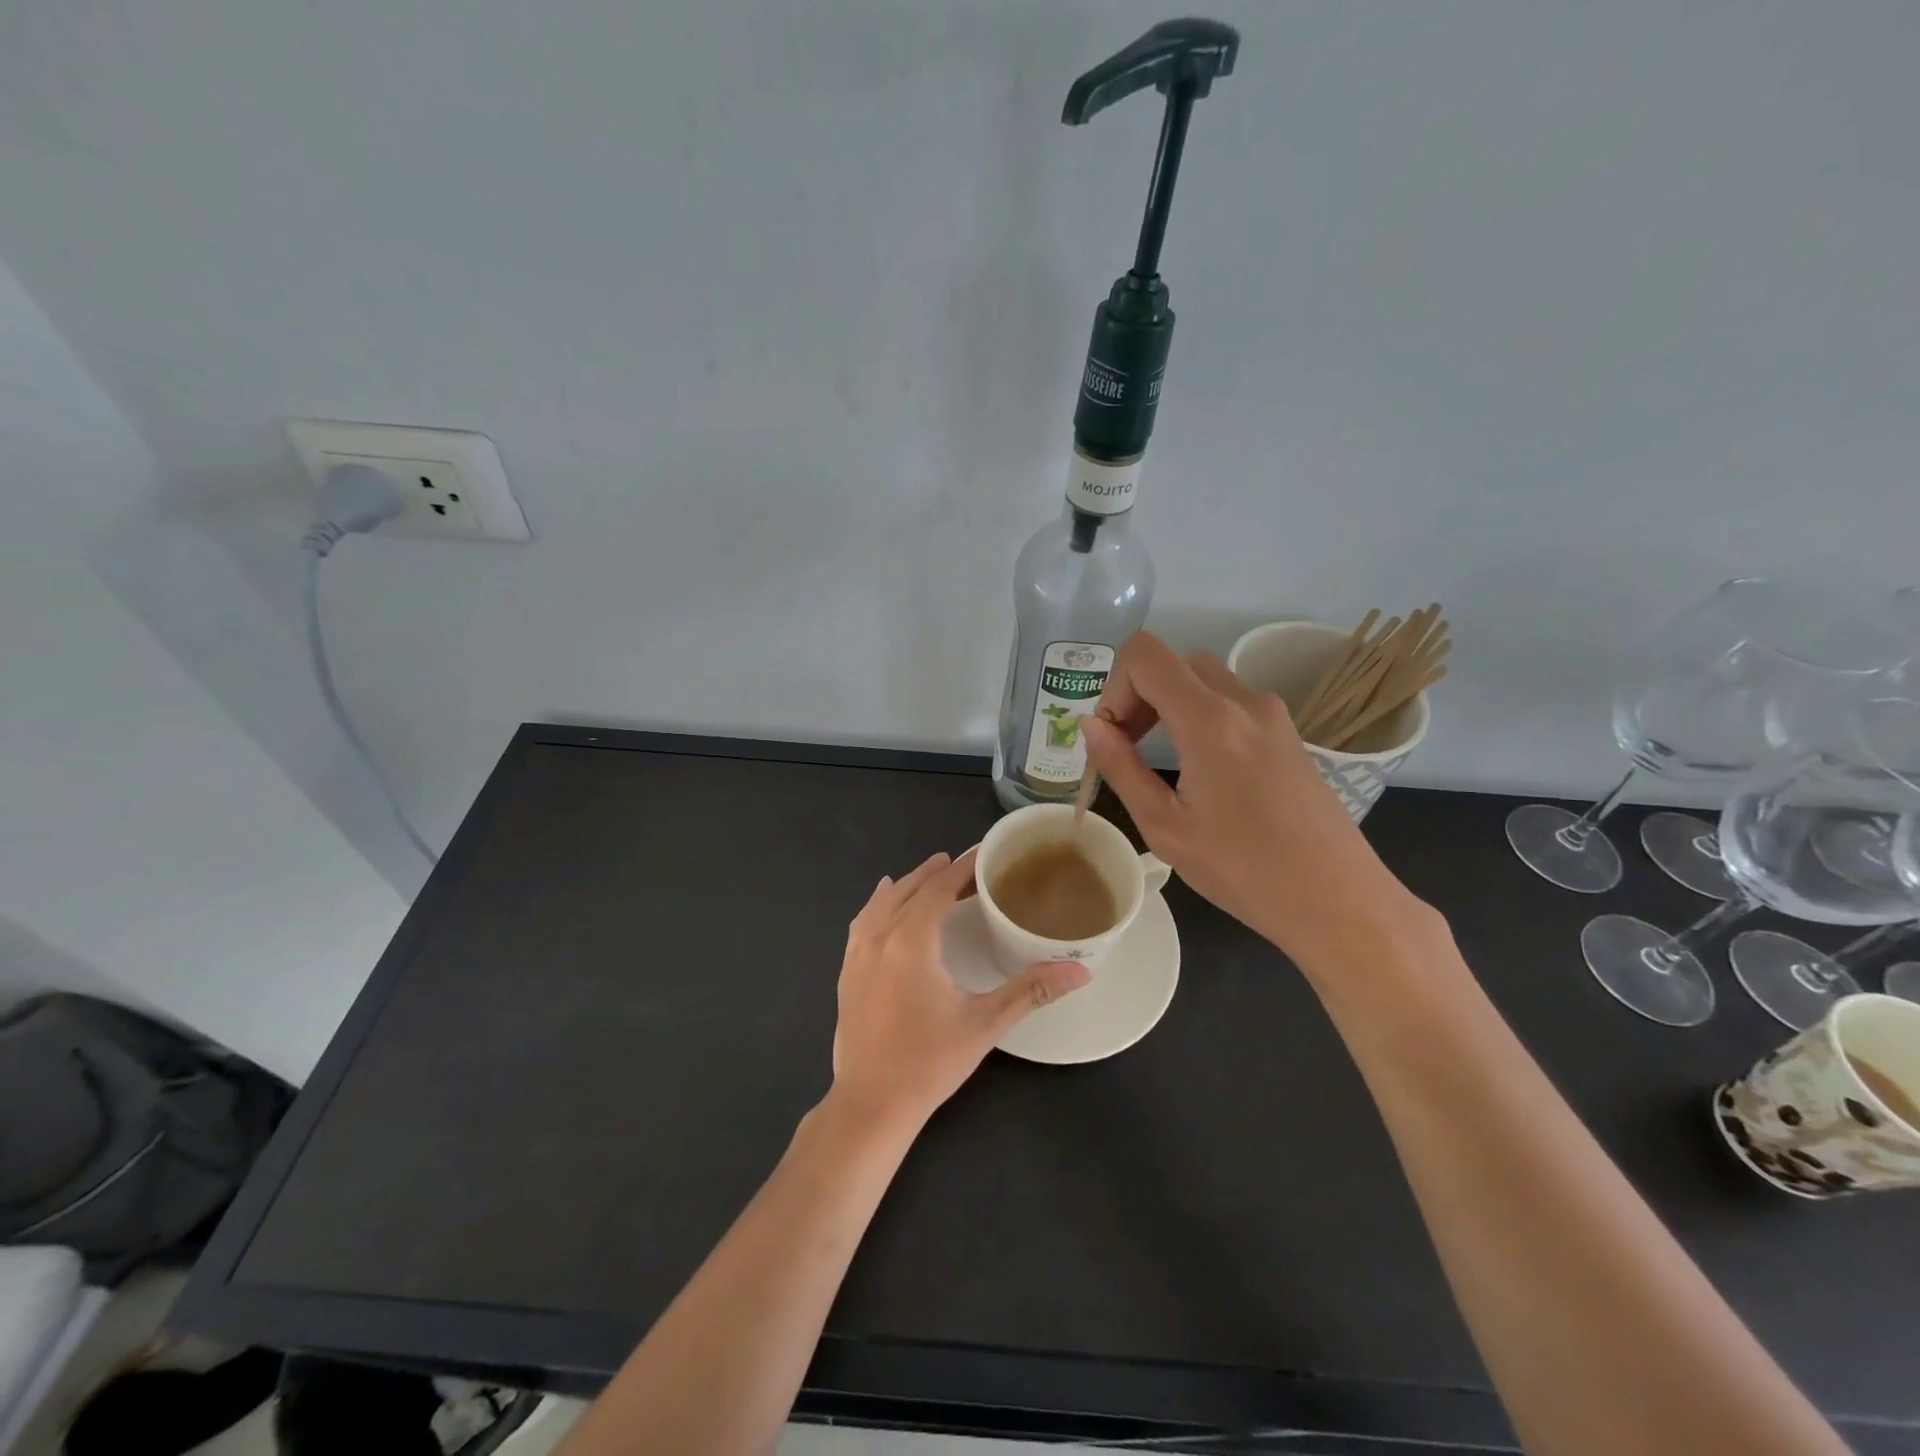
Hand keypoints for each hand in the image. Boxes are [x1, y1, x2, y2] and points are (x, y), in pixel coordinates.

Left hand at [830, 850, 1089, 1126]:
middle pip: (909, 890)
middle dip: (937, 873)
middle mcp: (879, 937)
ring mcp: (857, 955)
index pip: (938, 889)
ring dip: (908, 885)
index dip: (961, 869)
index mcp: (911, 941)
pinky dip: (878, 904)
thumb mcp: (985, 1024)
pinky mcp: (846, 973)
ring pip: (882, 902)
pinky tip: (883, 904)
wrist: (871, 1104)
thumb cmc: (929, 1062)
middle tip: (966, 867)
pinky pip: (862, 922)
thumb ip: (1031, 990)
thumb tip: (1080, 970)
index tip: (983, 855)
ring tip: (930, 874)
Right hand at [1081, 632, 1432, 974]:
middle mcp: (1244, 702)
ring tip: (1161, 760)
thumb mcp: (1164, 826)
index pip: (1145, 654)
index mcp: (1210, 719)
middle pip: (1175, 663)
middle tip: (1129, 747)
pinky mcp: (1290, 734)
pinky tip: (1202, 771)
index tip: (1113, 736)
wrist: (1337, 900)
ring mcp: (1273, 716)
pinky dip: (1202, 716)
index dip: (1114, 686)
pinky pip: (1233, 703)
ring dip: (1171, 704)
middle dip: (1140, 694)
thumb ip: (1121, 767)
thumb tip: (1091, 726)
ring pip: (1205, 680)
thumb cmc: (1243, 870)